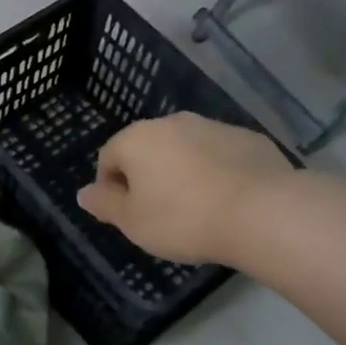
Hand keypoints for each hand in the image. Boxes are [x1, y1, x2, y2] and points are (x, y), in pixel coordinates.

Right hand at [77, 113, 290, 264]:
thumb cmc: (184, 219)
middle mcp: (172, 122)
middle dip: (147, 176)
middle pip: (147, 149)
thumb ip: (105, 204)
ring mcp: (213, 126)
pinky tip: (227, 201)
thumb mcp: (133, 222)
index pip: (108, 157)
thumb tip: (83, 193)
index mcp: (138, 139)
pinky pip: (220, 155)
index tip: (125, 215)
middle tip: (158, 213)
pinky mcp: (248, 138)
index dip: (110, 187)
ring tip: (196, 209)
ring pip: (185, 149)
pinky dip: (216, 172)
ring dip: (182, 172)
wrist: (262, 212)